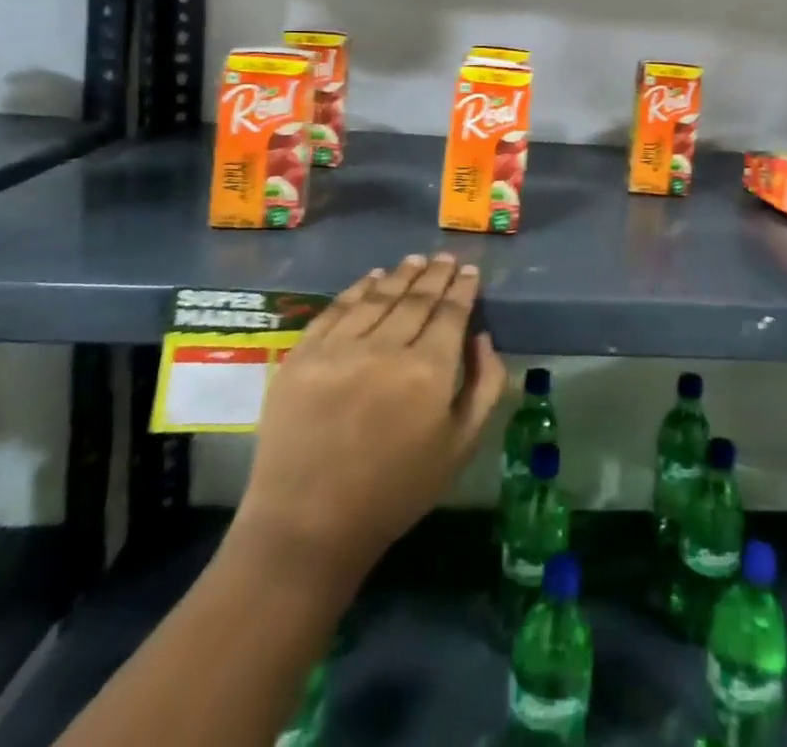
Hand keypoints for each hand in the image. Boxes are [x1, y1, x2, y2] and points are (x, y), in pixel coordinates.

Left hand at [227, 254, 507, 589]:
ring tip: (415, 260)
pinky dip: (356, 289)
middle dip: (436, 275)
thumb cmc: (395, 492)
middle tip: (447, 259)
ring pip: (377, 297)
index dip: (463, 288)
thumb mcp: (461, 446)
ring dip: (400, 275)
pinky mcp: (301, 357)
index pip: (451, 312)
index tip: (470, 271)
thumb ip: (484, 385)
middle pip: (416, 298)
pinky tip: (371, 278)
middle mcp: (384, 349)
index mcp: (427, 371)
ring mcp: (338, 350)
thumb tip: (482, 336)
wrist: (307, 528)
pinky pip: (334, 310)